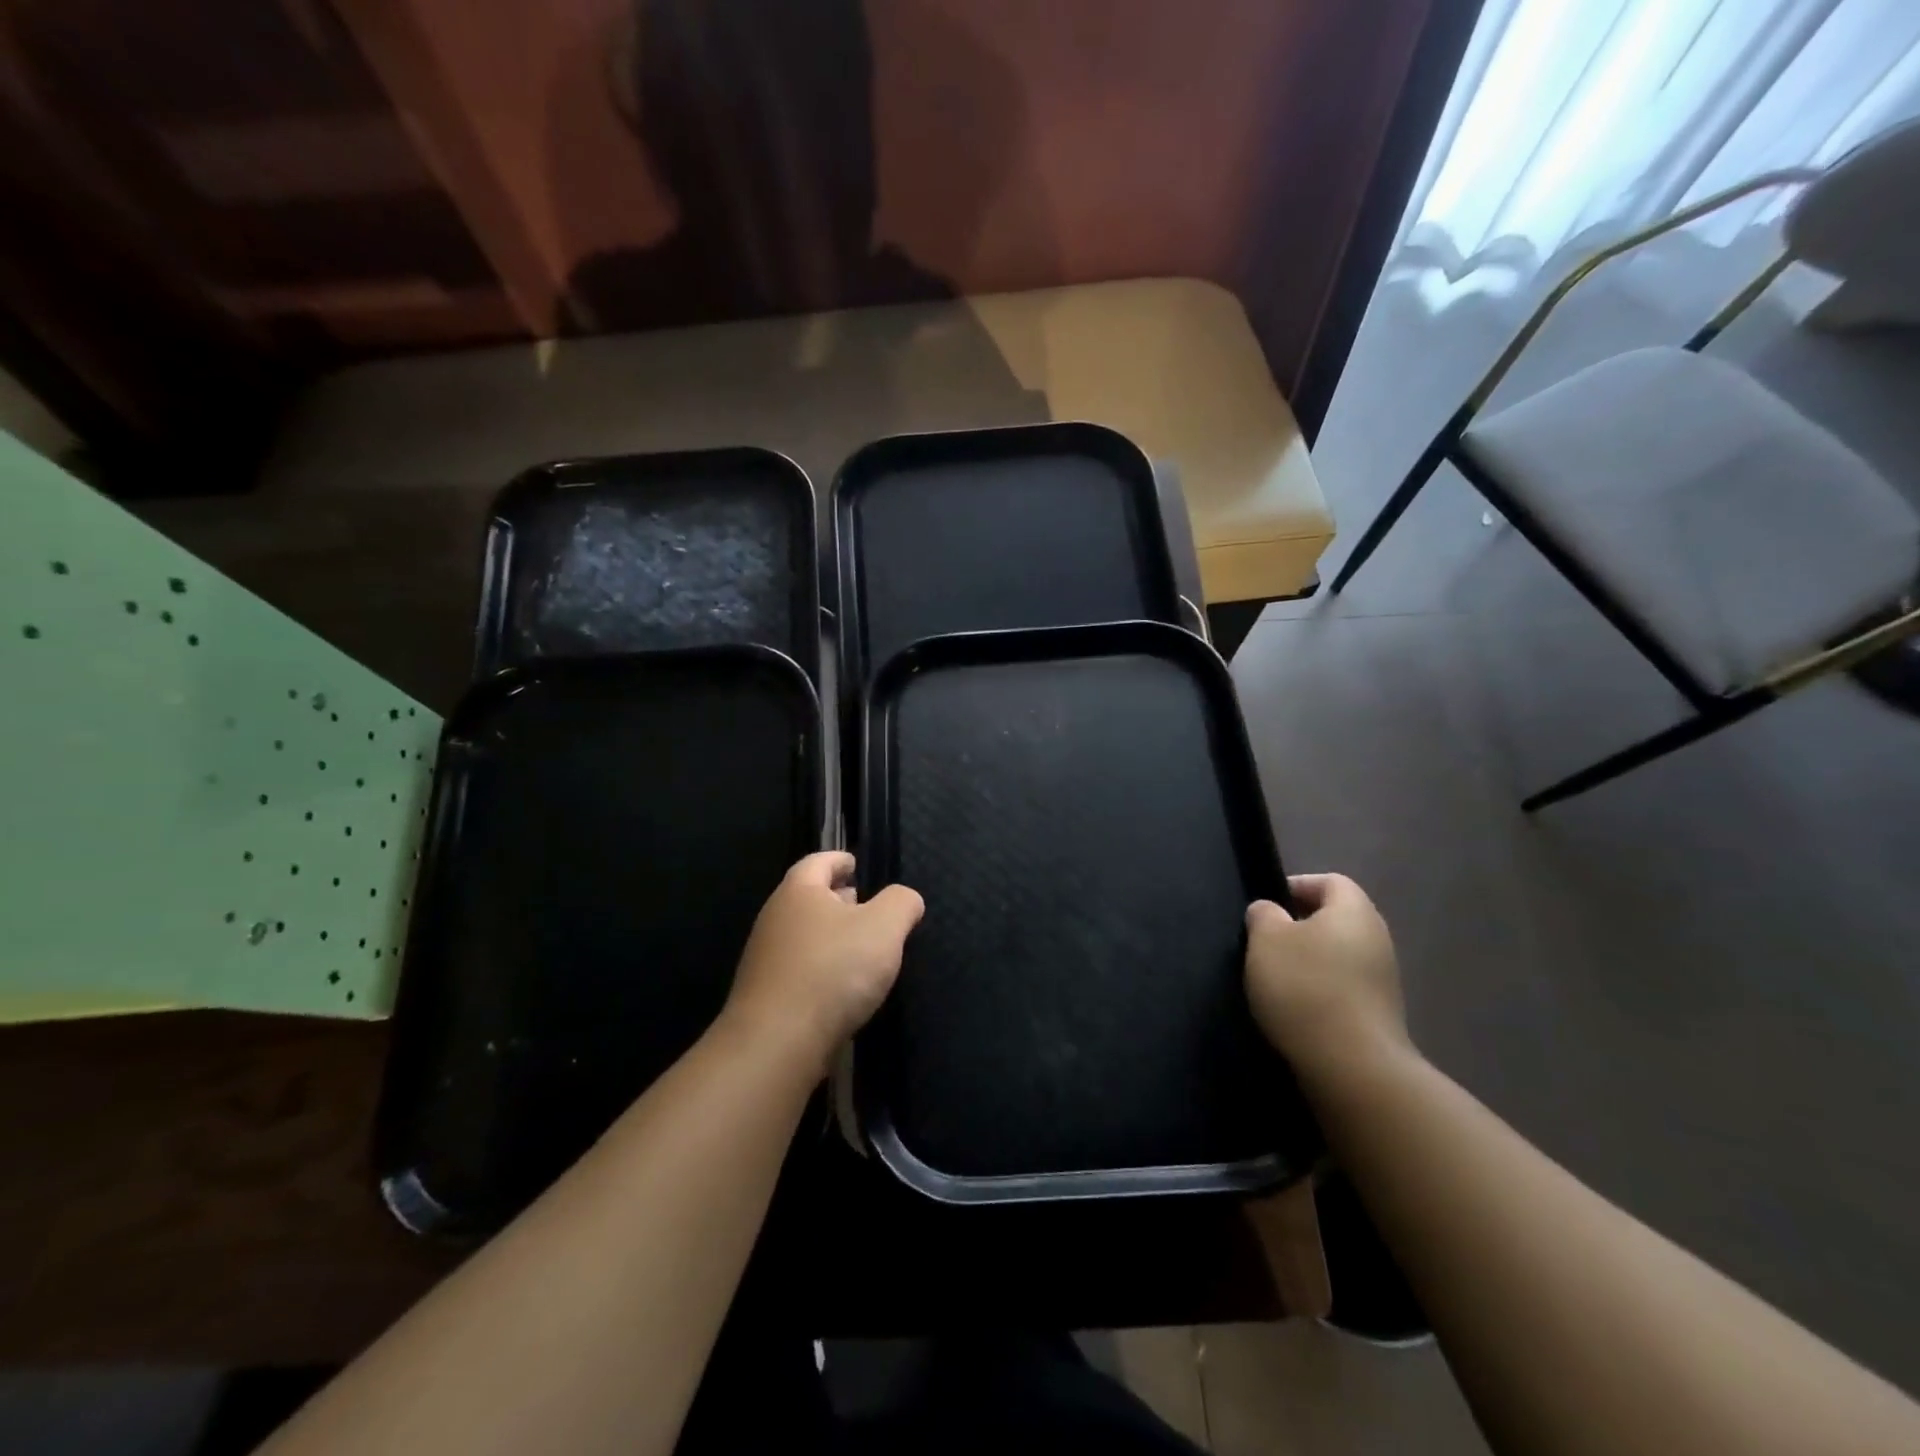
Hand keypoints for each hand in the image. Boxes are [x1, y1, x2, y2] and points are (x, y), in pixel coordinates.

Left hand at [722, 852, 924, 1072]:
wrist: (777, 1043)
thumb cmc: (832, 970)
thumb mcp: (884, 927)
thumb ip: (901, 903)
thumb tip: (906, 899)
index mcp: (799, 891)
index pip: (819, 861)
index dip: (840, 859)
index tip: (858, 864)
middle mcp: (775, 918)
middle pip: (809, 897)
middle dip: (838, 898)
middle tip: (868, 905)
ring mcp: (765, 958)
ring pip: (805, 934)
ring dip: (832, 936)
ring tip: (862, 948)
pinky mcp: (766, 995)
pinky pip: (799, 968)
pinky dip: (822, 967)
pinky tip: (843, 986)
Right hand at [1245, 874, 1410, 1089]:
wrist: (1352, 1066)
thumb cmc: (1305, 987)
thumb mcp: (1266, 940)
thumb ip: (1264, 915)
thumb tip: (1271, 911)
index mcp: (1354, 910)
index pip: (1330, 881)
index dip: (1297, 886)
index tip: (1266, 906)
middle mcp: (1377, 938)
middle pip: (1336, 919)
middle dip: (1300, 926)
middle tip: (1265, 942)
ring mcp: (1383, 979)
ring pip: (1339, 954)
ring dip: (1309, 961)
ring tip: (1274, 978)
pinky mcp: (1379, 1014)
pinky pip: (1344, 987)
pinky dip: (1320, 990)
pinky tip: (1295, 1008)